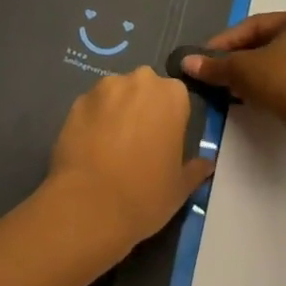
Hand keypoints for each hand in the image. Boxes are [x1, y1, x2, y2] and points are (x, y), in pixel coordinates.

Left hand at [45, 68, 214, 251]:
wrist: (89, 205)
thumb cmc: (145, 194)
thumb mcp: (180, 187)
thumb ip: (195, 169)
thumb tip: (208, 164)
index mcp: (172, 95)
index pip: (177, 98)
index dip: (171, 120)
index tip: (165, 142)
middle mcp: (139, 80)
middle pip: (145, 89)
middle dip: (144, 108)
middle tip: (139, 143)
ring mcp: (104, 87)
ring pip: (116, 94)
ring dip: (117, 111)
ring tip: (111, 146)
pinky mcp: (77, 101)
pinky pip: (92, 107)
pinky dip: (93, 120)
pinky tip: (91, 148)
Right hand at [182, 10, 285, 149]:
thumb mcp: (244, 71)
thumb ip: (215, 66)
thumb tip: (187, 62)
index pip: (255, 25)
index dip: (226, 41)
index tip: (206, 57)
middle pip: (271, 43)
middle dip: (242, 59)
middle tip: (221, 74)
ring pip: (285, 63)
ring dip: (259, 74)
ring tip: (238, 90)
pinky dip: (279, 86)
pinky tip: (264, 101)